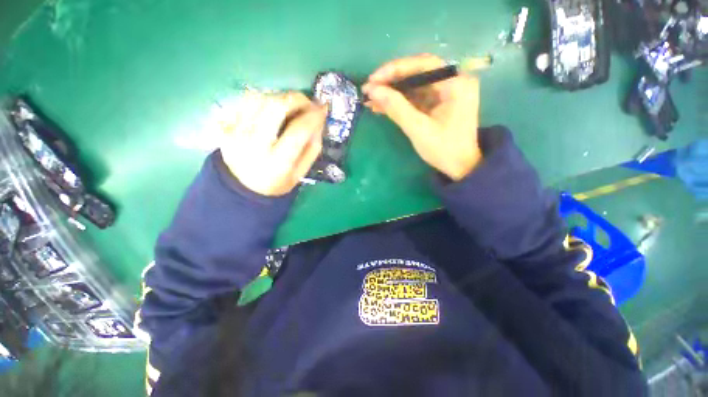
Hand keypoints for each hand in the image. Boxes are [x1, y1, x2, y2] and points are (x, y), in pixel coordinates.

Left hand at [219, 92, 326, 195]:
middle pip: (276, 107)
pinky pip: (244, 101)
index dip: (313, 116)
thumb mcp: (300, 174)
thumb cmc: (276, 183)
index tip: (323, 110)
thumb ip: (311, 150)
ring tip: (291, 105)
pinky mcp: (226, 126)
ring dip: (280, 96)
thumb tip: (319, 123)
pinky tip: (272, 107)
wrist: (242, 188)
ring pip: (259, 98)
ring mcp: (236, 133)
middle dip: (297, 99)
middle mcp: (255, 145)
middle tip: (308, 102)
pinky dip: (263, 98)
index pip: (298, 131)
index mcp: (277, 162)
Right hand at [362, 54, 481, 180]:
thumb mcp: (418, 129)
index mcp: (456, 84)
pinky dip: (399, 103)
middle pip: (417, 74)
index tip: (374, 79)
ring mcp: (444, 94)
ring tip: (370, 100)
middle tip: (369, 89)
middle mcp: (452, 82)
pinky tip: (381, 107)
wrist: (459, 168)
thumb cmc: (443, 149)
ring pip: (413, 87)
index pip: (423, 64)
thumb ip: (396, 108)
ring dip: (392, 94)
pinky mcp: (437, 105)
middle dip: (391, 82)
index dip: (395, 69)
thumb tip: (373, 91)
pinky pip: (415, 99)